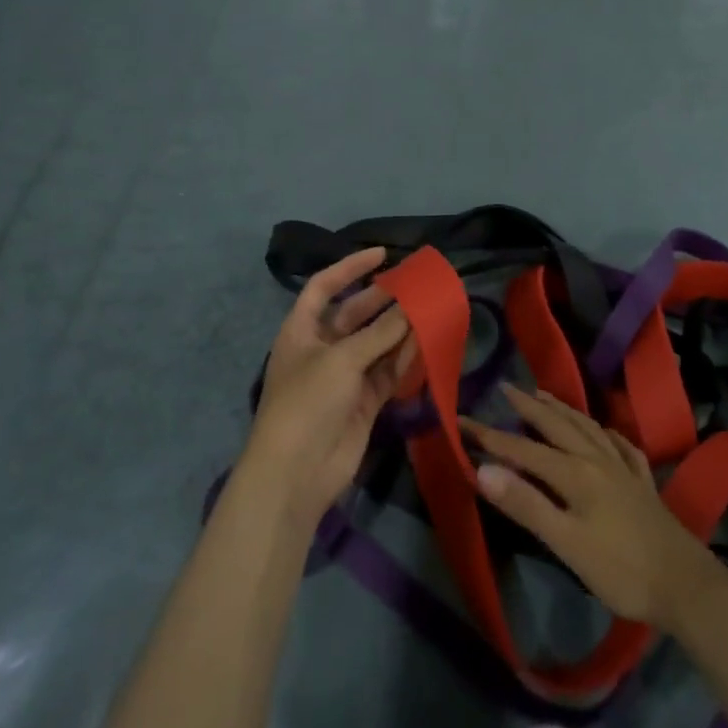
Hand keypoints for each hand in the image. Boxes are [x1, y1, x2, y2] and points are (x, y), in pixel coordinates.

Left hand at [241, 248, 415, 531]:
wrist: (297, 473)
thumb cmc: (307, 402)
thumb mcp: (342, 360)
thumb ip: (380, 333)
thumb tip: (412, 308)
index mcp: (301, 330)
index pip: (324, 287)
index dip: (350, 267)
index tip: (382, 254)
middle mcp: (322, 348)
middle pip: (355, 314)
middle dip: (383, 299)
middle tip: (416, 285)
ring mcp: (344, 376)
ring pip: (376, 343)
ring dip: (399, 329)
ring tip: (431, 308)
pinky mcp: (363, 401)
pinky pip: (387, 372)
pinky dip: (405, 359)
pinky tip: (428, 343)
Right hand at [460, 387, 721, 630]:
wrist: (687, 586)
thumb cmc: (621, 570)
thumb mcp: (566, 543)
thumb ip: (526, 505)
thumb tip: (483, 470)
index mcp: (574, 473)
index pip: (522, 448)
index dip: (490, 436)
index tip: (461, 421)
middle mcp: (597, 459)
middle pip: (556, 425)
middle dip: (527, 406)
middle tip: (505, 387)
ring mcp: (623, 468)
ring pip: (587, 427)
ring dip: (562, 409)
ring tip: (544, 394)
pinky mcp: (643, 483)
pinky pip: (620, 445)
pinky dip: (605, 432)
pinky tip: (604, 432)